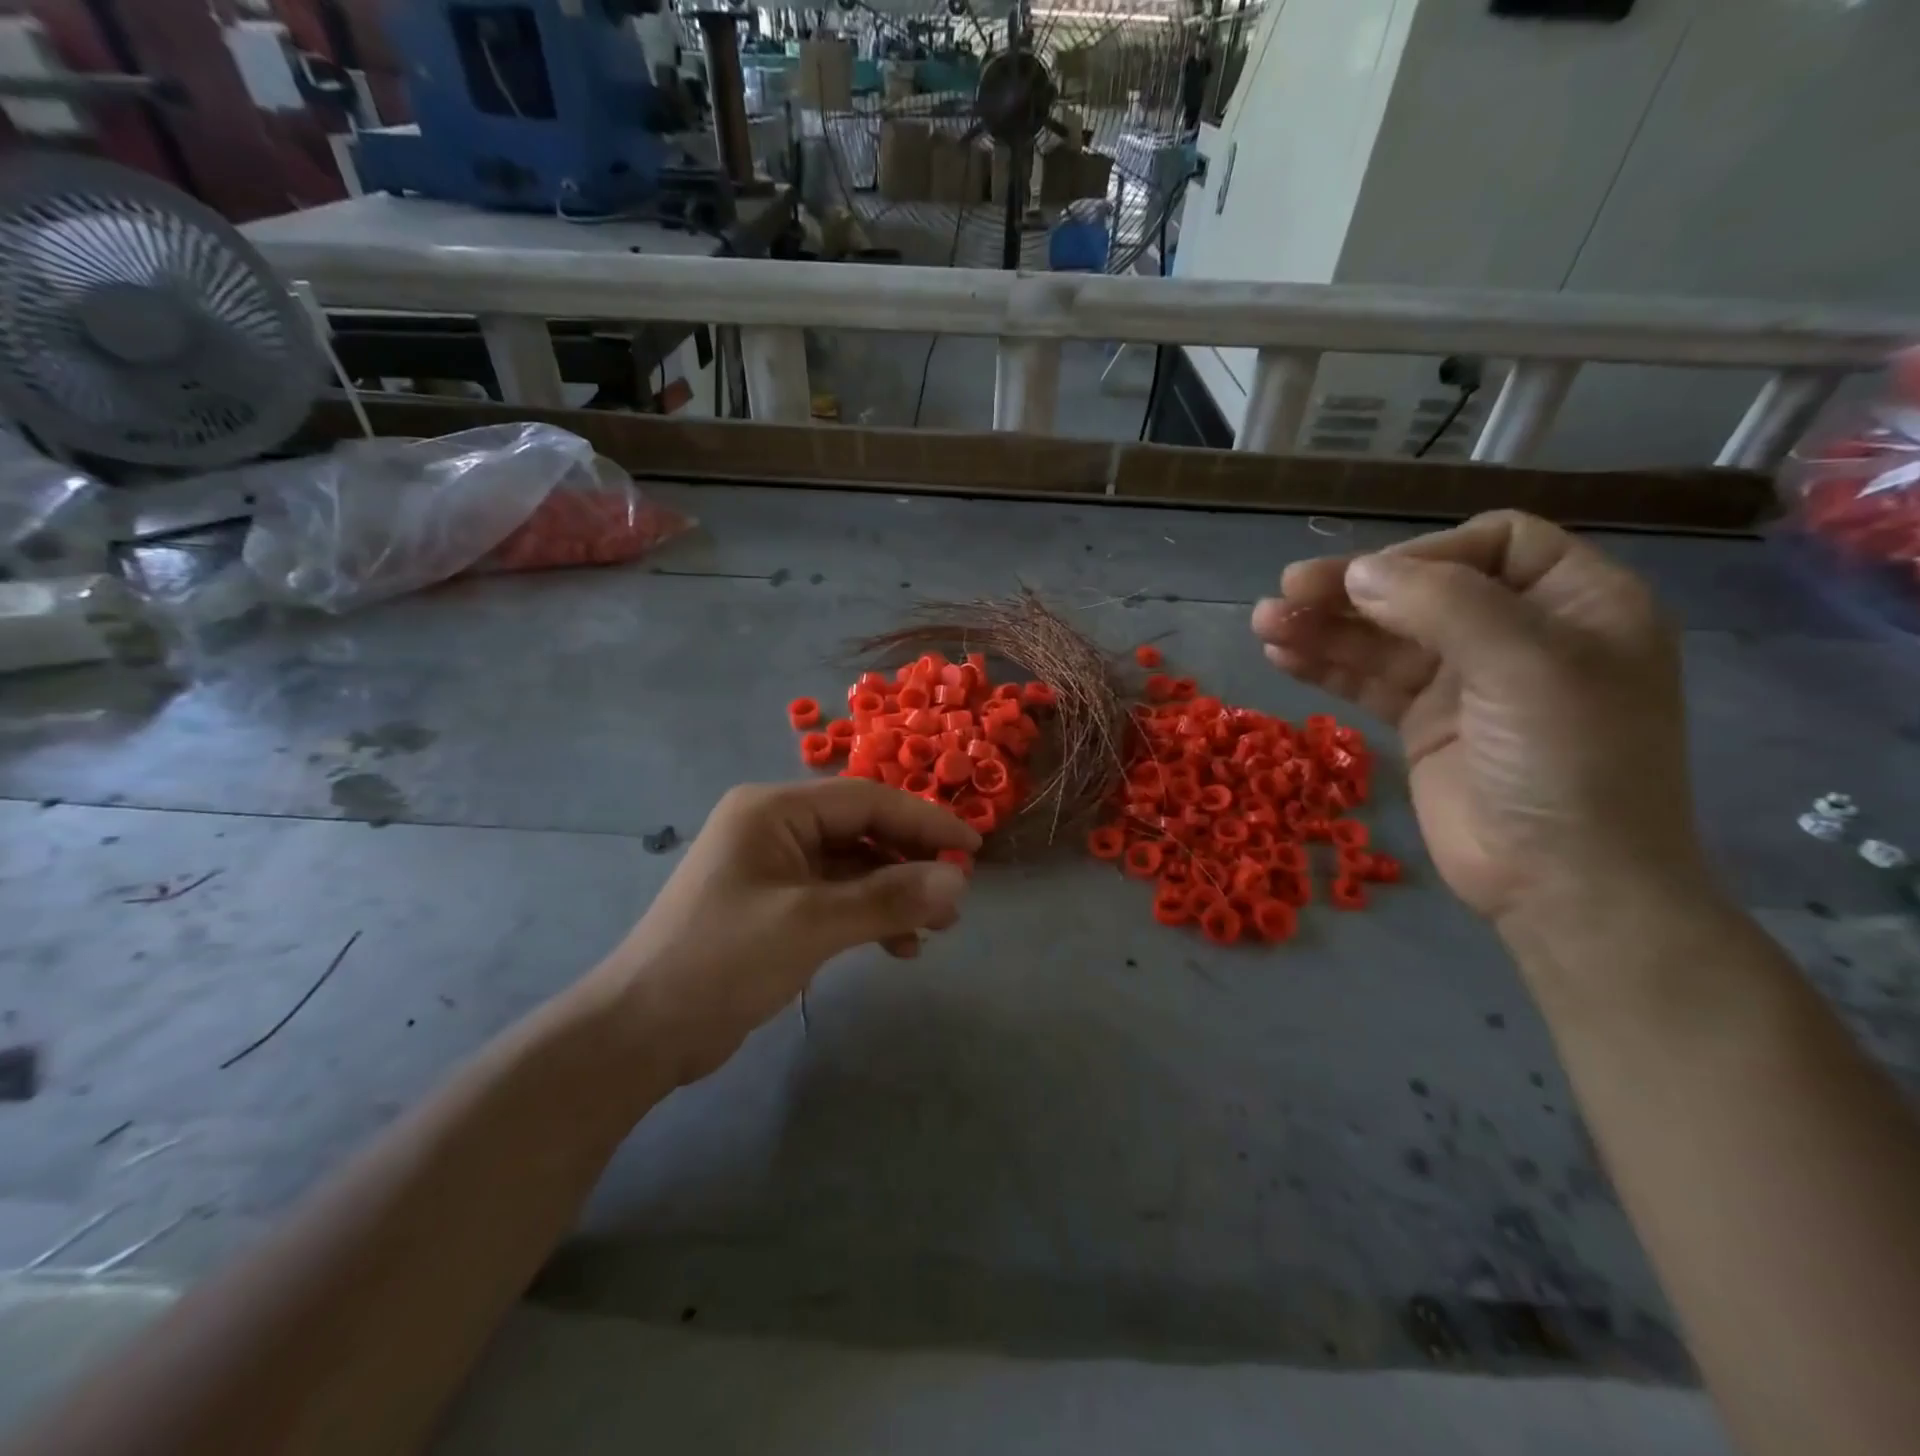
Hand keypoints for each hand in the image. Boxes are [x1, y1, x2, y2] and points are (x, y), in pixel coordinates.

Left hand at [594, 779, 978, 1084]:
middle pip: (861, 830)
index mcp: (774, 810)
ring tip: (936, 928)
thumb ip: (888, 898)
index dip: (924, 821)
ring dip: (894, 892)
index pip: (866, 800)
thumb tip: (958, 881)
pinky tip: (897, 946)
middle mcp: (774, 827)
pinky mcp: (774, 905)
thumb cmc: (722, 961)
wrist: (641, 1032)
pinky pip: (835, 896)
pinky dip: (868, 915)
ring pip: (853, 866)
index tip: (972, 848)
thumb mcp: (811, 925)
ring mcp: (773, 867)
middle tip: (955, 897)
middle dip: (910, 862)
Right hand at [1249, 511, 1708, 929]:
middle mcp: (1517, 633)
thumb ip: (1444, 605)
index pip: (1494, 543)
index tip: (1368, 581)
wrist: (1561, 883)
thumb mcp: (1526, 666)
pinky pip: (1368, 679)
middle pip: (1423, 588)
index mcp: (1574, 603)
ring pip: (1384, 635)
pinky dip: (1326, 665)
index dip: (1427, 553)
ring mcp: (1465, 681)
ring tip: (1264, 624)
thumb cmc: (1567, 764)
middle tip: (1286, 591)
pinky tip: (1282, 657)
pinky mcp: (1422, 723)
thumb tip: (1358, 573)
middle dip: (1353, 589)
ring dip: (1325, 627)